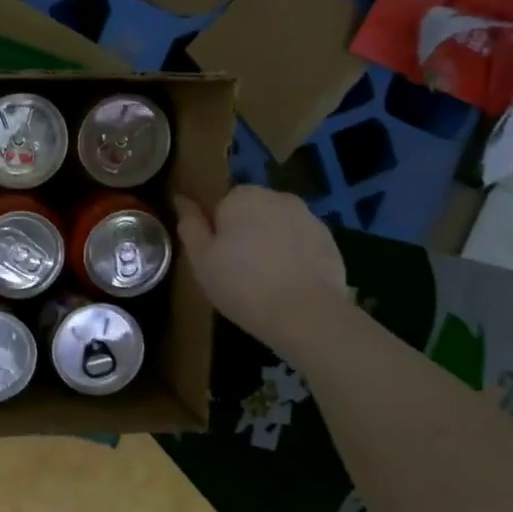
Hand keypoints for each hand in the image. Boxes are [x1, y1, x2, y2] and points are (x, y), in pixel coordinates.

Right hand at [174, 186, 350, 356]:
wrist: (307, 315)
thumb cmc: (242, 284)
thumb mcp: (201, 259)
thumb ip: (190, 225)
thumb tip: (181, 199)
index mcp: (242, 196)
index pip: (220, 205)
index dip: (216, 231)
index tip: (216, 258)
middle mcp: (278, 197)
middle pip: (251, 213)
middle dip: (245, 234)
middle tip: (237, 271)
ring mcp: (309, 218)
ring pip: (278, 227)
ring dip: (270, 245)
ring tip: (265, 281)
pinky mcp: (331, 241)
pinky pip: (301, 244)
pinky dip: (294, 257)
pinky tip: (288, 285)